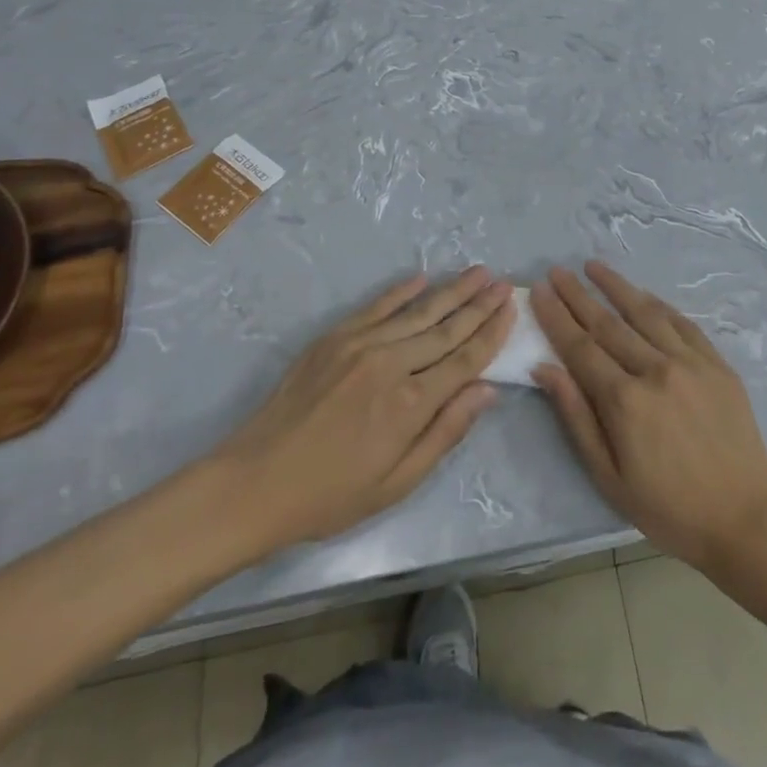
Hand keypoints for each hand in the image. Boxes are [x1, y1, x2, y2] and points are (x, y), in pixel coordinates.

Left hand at [216, 267, 513, 548]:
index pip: (465, 359)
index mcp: (412, 404)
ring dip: (451, 291)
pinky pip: (377, 306)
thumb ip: (446, 432)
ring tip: (477, 272)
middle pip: (447, 328)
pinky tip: (422, 278)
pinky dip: (401, 291)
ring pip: (418, 311)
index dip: (492, 333)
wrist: (255, 481)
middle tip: (502, 281)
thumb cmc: (331, 494)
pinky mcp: (335, 337)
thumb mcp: (397, 483)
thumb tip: (487, 390)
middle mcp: (392, 364)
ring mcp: (361, 344)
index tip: (511, 308)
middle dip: (479, 304)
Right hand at [531, 262, 766, 571]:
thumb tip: (544, 368)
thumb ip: (576, 417)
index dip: (557, 316)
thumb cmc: (668, 509)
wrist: (745, 519)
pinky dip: (658, 304)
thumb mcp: (609, 476)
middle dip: (578, 294)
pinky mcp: (716, 363)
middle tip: (558, 271)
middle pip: (608, 323)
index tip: (540, 290)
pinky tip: (643, 293)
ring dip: (616, 286)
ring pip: (645, 313)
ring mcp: (690, 362)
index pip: (580, 346)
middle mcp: (655, 370)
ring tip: (593, 266)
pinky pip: (682, 323)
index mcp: (625, 401)